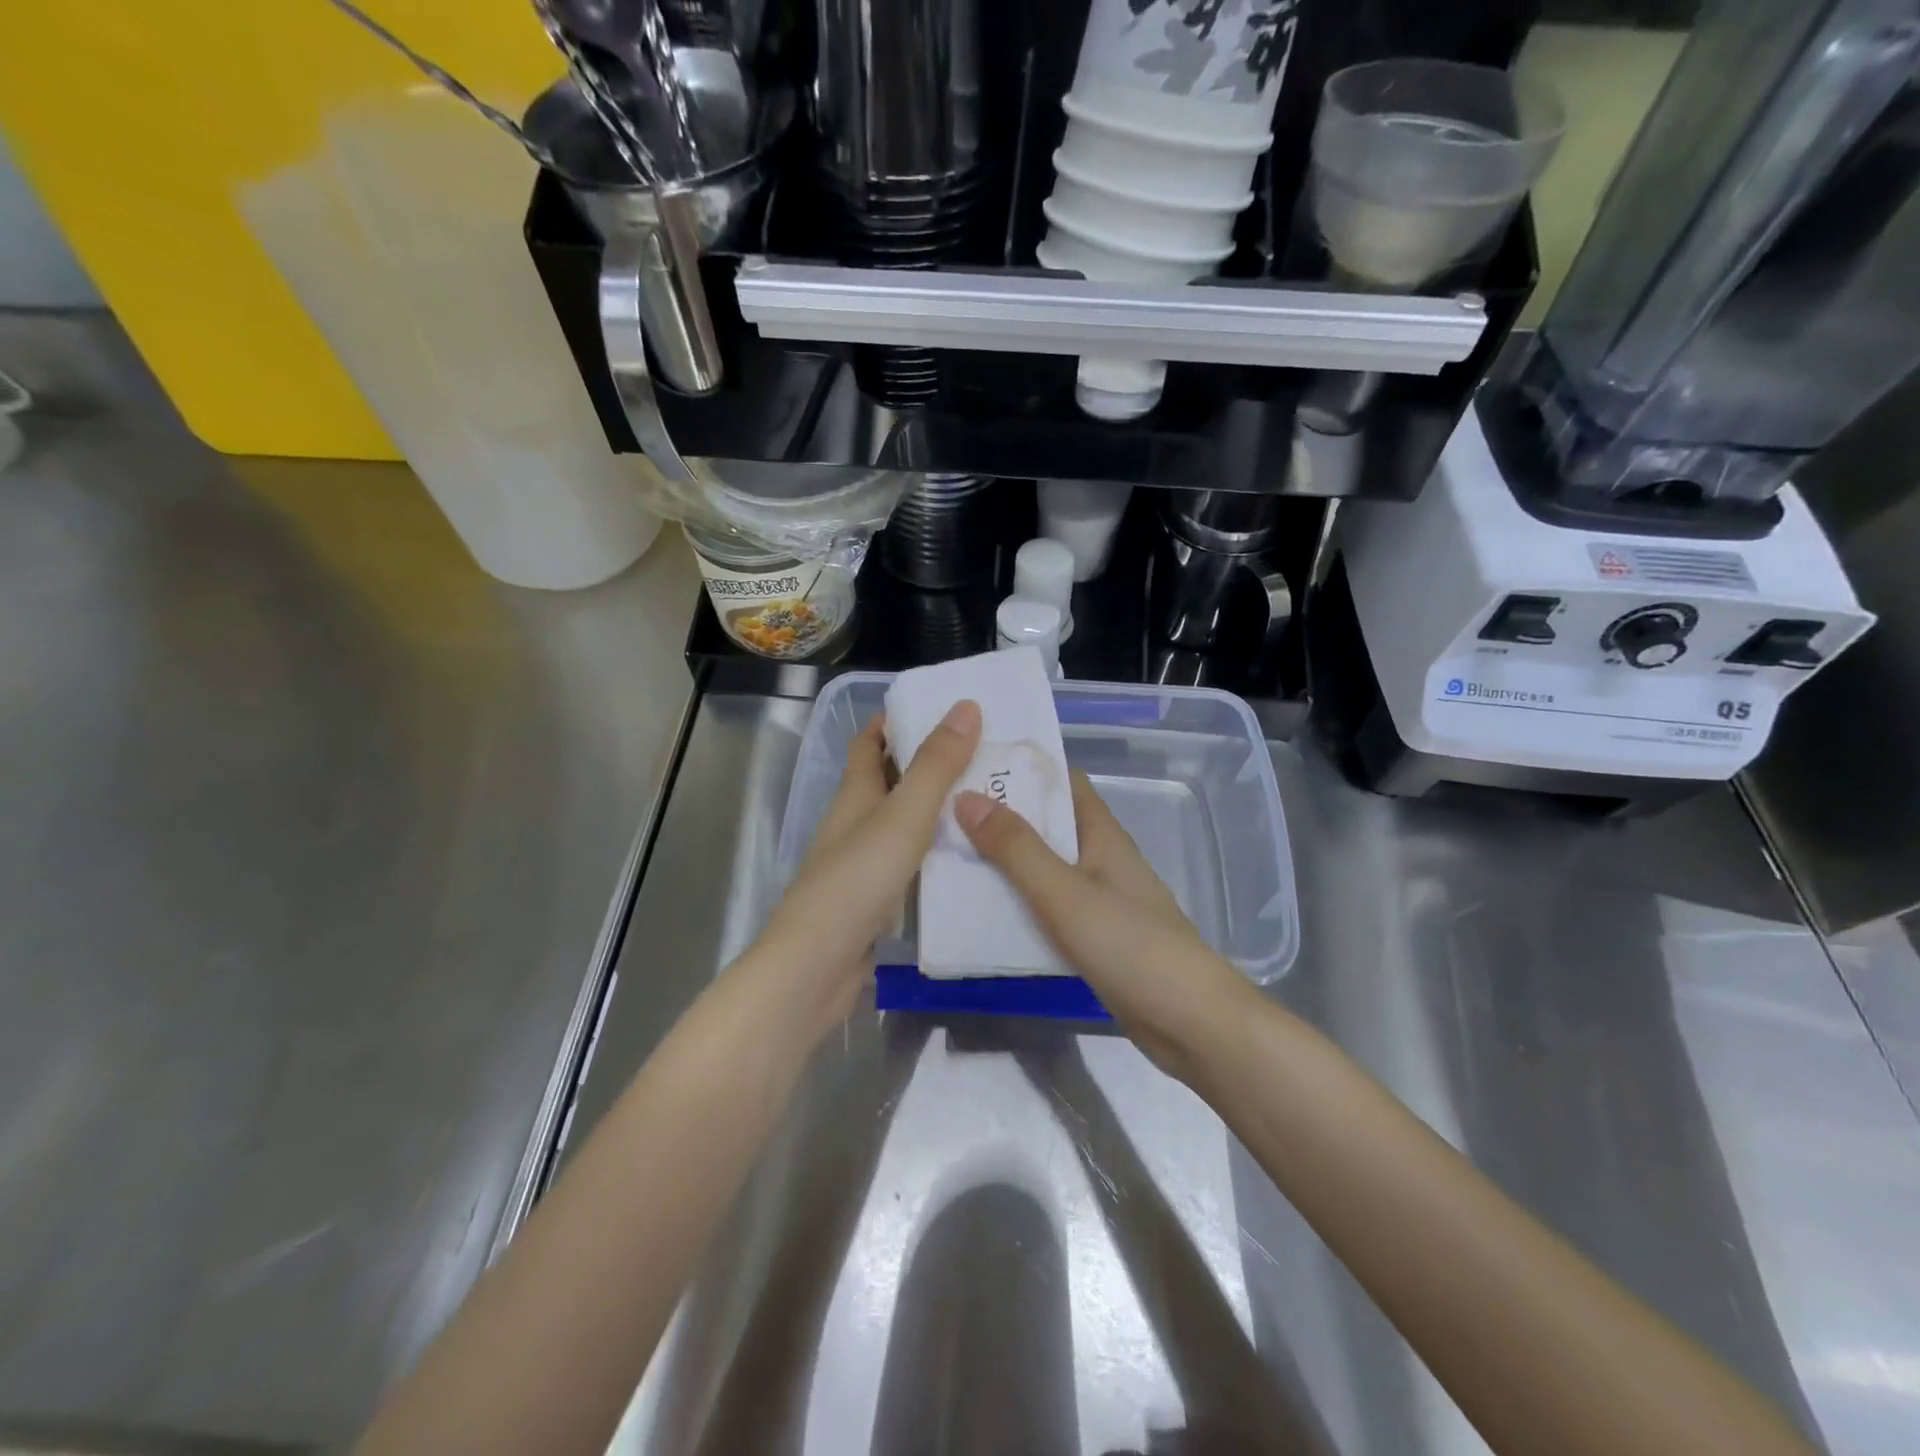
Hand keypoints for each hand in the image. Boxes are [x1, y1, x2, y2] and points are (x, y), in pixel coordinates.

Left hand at [752, 700, 982, 1027]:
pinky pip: (909, 865)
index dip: (894, 722)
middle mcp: (854, 825)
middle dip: (927, 766)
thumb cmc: (856, 882)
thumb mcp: (903, 816)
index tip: (938, 709)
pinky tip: (967, 862)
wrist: (816, 969)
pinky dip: (934, 855)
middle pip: (888, 783)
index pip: (868, 745)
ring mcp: (861, 866)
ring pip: (901, 826)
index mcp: (855, 796)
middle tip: (983, 757)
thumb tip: (966, 706)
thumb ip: (935, 766)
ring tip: (986, 804)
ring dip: (935, 812)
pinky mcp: (872, 903)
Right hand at [954, 772, 1252, 1076]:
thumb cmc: (1129, 945)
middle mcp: (1100, 857)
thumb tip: (966, 796)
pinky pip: (1047, 905)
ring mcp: (1098, 898)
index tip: (971, 763)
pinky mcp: (1094, 936)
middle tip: (943, 810)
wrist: (1189, 1023)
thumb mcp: (1063, 892)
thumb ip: (1015, 848)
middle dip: (1001, 815)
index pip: (1062, 781)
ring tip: (948, 854)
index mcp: (1100, 833)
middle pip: (1047, 823)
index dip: (1022, 767)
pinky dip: (1017, 901)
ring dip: (1004, 860)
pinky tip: (981, 909)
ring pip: (1044, 866)